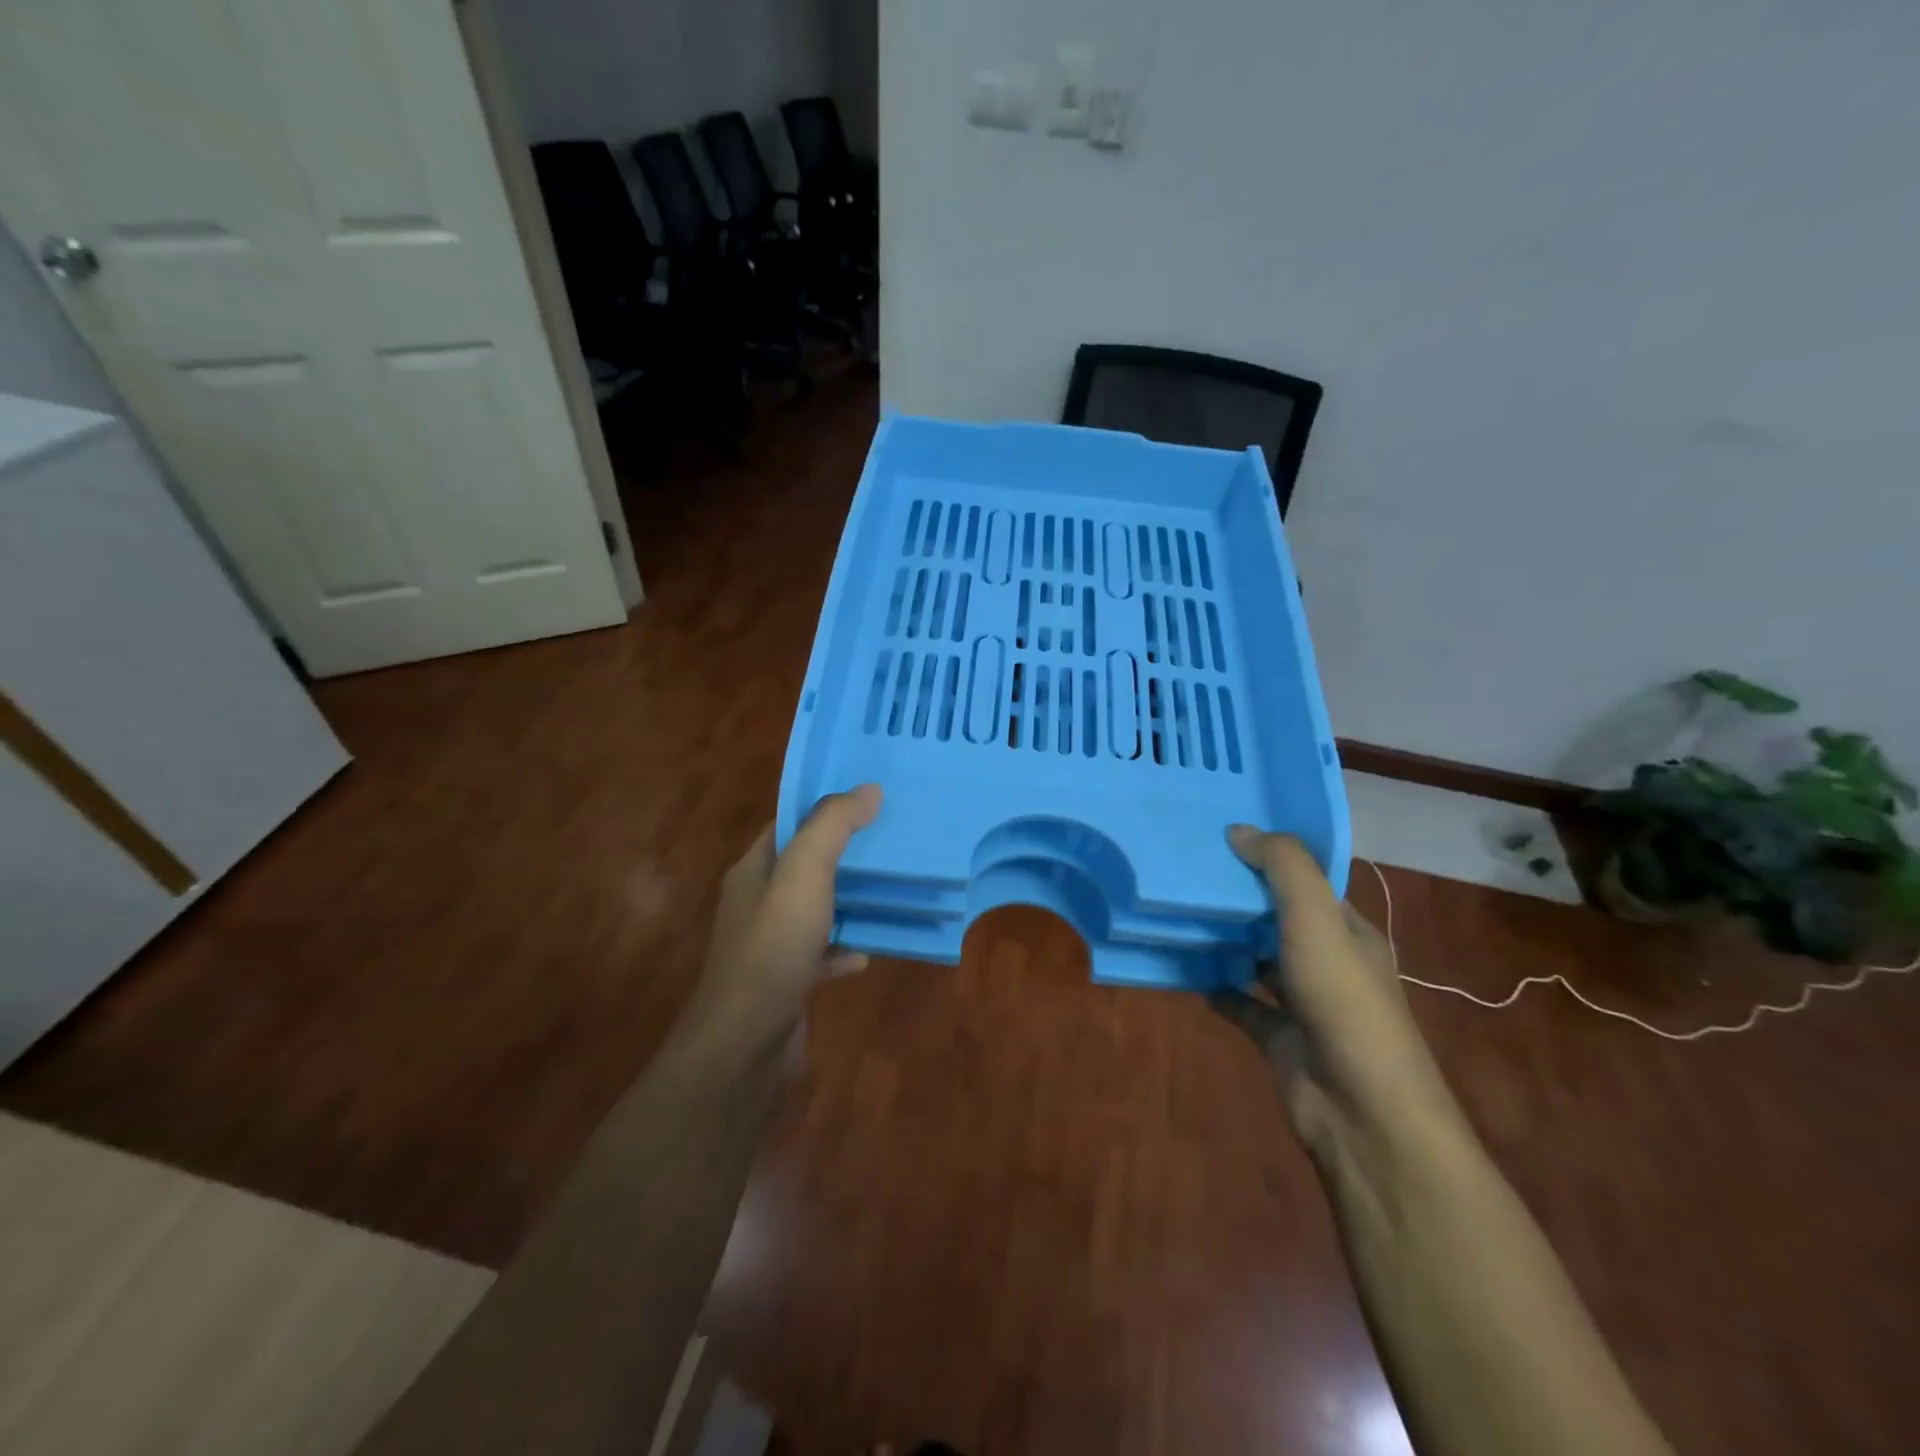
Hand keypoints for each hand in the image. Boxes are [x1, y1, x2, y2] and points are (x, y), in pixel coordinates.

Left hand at [680, 784, 882, 1063]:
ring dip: (848, 899)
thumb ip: (832, 827)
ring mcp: (771, 944)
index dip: (823, 808)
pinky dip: (844, 949)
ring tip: (892, 887)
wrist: (745, 1046)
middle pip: (804, 865)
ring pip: (815, 909)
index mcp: (753, 870)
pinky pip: (821, 953)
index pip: (787, 824)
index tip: (869, 797)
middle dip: (844, 852)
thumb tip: (868, 789)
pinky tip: (868, 951)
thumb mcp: (803, 875)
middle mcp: (758, 902)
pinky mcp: (787, 980)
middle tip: (891, 838)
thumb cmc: (772, 949)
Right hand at [1210, 826, 1459, 1163]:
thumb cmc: (1343, 1002)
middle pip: (1278, 918)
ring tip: (1177, 910)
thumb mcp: (1317, 919)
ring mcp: (1303, 1002)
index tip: (1221, 837)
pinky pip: (1239, 1002)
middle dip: (1240, 897)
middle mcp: (1327, 962)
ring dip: (1225, 940)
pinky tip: (1184, 968)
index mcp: (1348, 931)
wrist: (1360, 1110)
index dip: (1270, 859)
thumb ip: (1283, 868)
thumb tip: (1238, 830)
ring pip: (1257, 959)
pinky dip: (1215, 986)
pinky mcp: (1278, 1037)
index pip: (1308, 883)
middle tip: (1187, 868)